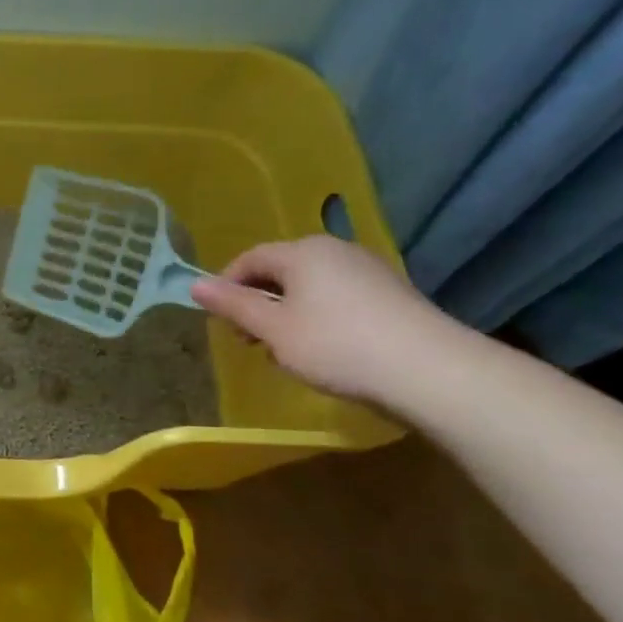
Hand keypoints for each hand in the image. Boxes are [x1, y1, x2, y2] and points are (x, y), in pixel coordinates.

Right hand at [189, 235, 461, 405]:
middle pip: (280, 270)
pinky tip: (320, 350)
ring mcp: (367, 271)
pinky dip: (315, 318)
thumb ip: (233, 306)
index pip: (250, 258)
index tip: (218, 319)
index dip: (226, 285)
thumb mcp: (272, 329)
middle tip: (246, 339)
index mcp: (303, 252)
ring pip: (308, 286)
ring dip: (284, 313)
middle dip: (256, 302)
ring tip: (281, 350)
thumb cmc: (334, 345)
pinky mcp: (388, 295)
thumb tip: (194, 285)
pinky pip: (335, 298)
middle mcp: (335, 251)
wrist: (428, 370)